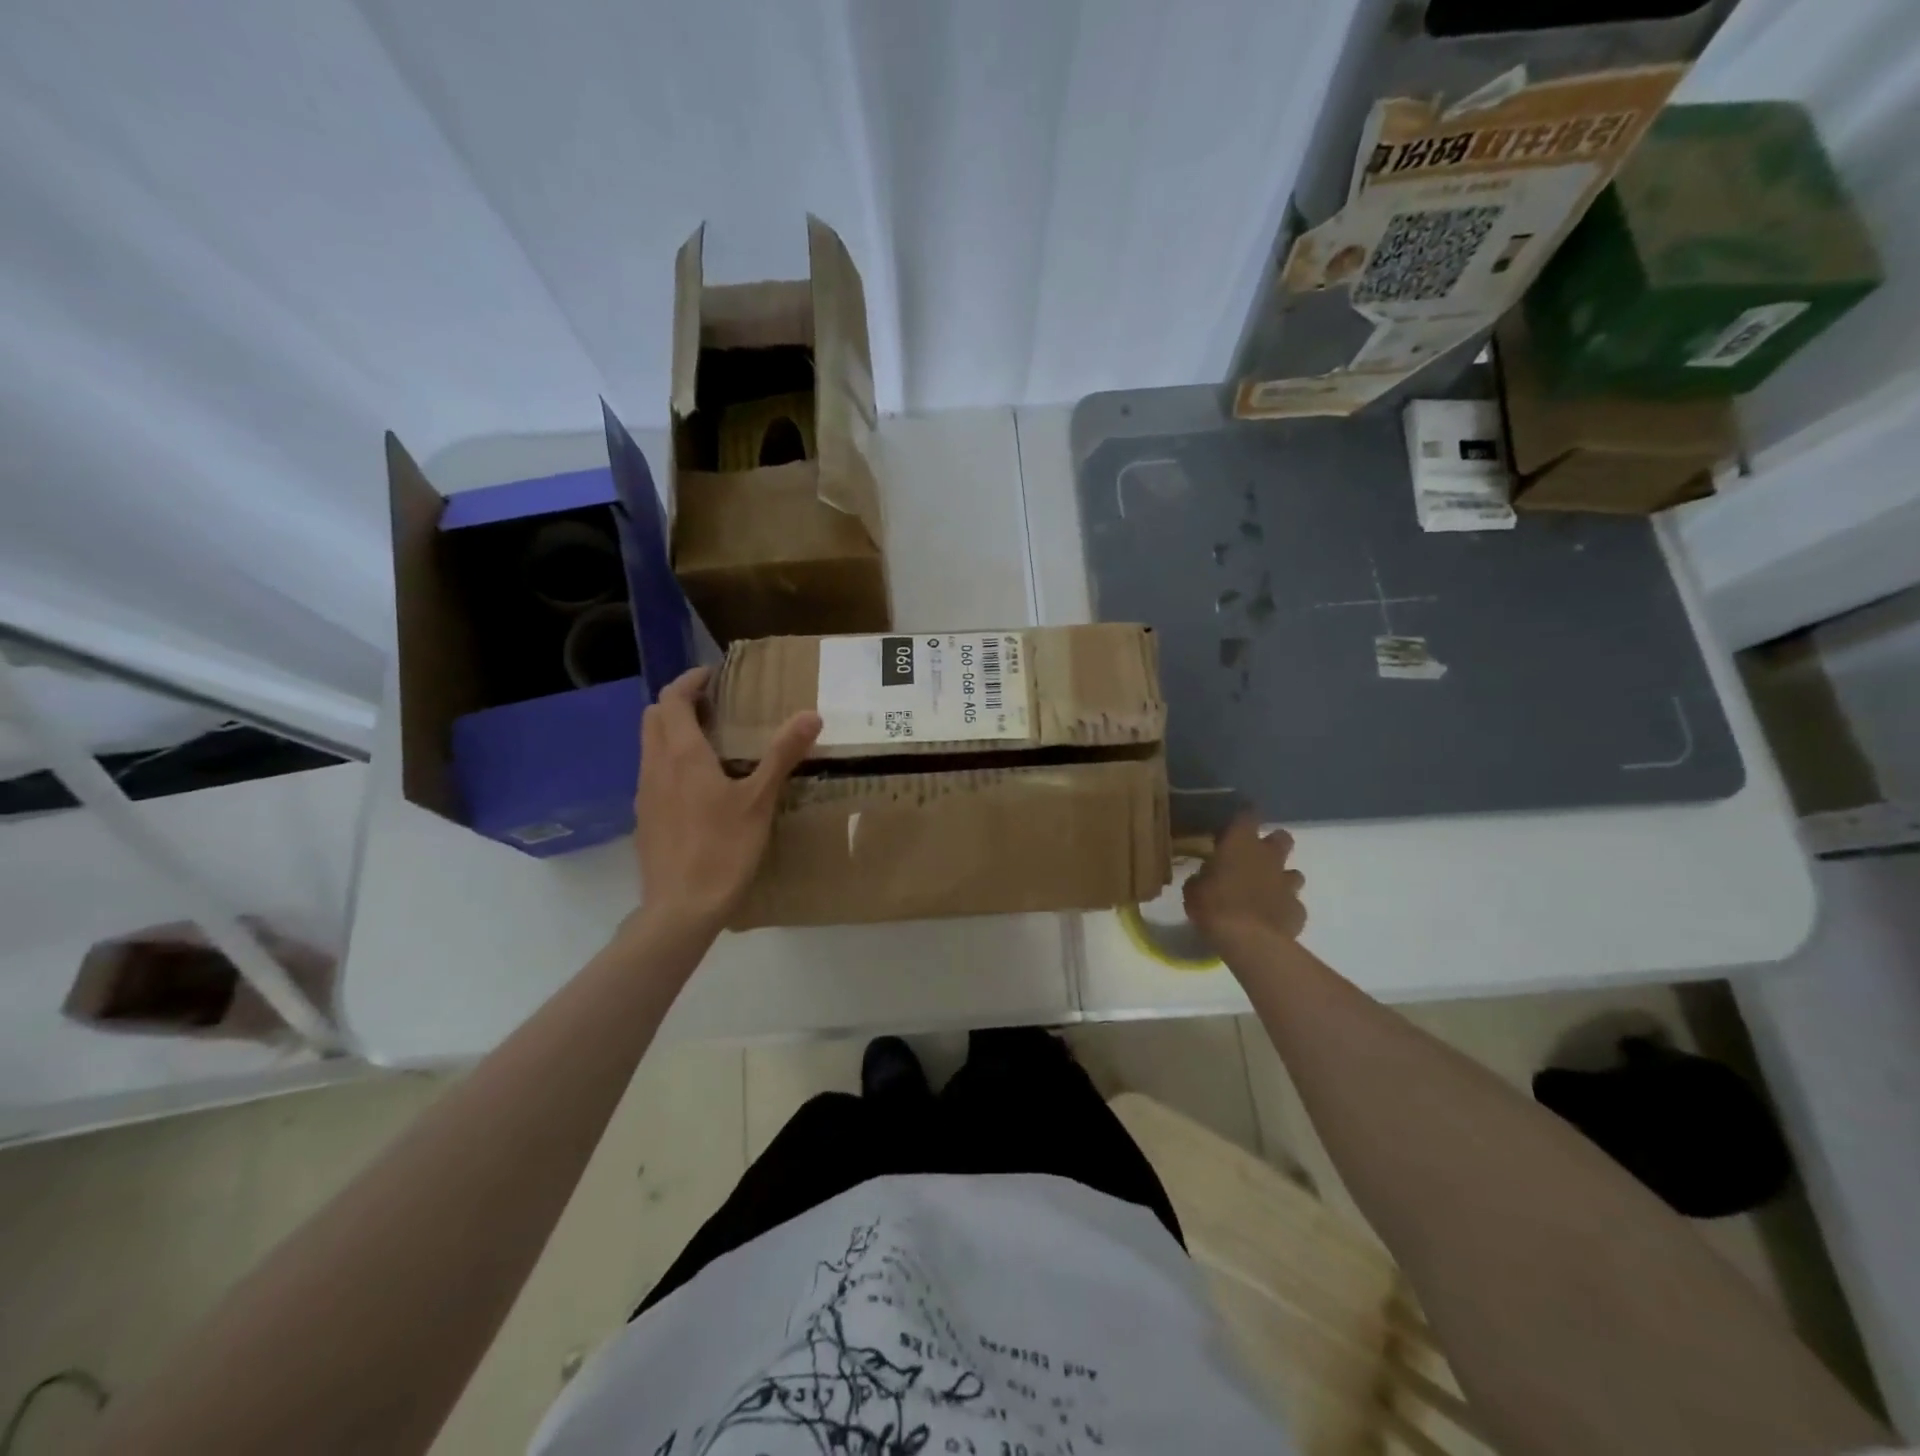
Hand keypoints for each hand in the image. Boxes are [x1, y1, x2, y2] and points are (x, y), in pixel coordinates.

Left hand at [631, 667, 819, 938]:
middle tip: (714, 707)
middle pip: (654, 717)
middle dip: (679, 703)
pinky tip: (700, 787)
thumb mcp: (760, 800)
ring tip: (711, 743)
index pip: (673, 699)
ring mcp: (645, 794)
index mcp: (682, 754)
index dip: (690, 681)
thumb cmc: (722, 849)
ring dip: (672, 732)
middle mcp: (655, 766)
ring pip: (650, 746)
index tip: (714, 676)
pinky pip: (653, 774)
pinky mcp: (645, 819)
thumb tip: (810, 715)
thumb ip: (783, 754)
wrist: (680, 908)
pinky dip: (670, 762)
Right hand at [1183, 812, 1306, 946]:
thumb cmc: (1214, 906)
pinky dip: (1284, 910)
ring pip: (1294, 873)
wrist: (1249, 941)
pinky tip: (1272, 919)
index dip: (1245, 815)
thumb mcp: (1193, 889)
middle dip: (1273, 844)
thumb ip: (1202, 878)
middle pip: (1282, 838)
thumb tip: (1205, 878)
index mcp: (1240, 844)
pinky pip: (1294, 905)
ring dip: (1281, 879)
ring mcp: (1287, 884)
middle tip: (1256, 856)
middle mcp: (1269, 857)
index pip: (1248, 815)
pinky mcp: (1298, 910)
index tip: (1238, 821)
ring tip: (1265, 893)